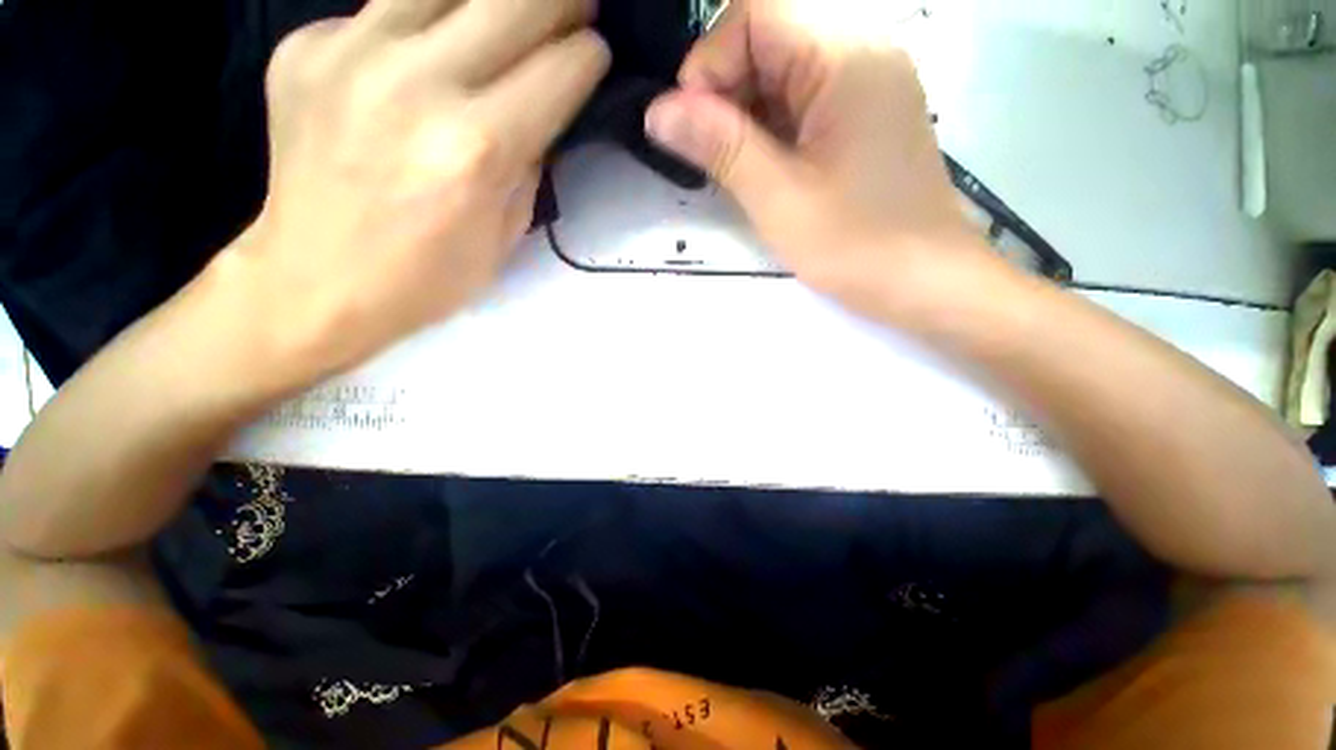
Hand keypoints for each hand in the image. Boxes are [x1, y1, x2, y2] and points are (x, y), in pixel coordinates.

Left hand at [225, 0, 608, 378]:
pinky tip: (429, 51)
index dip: (590, 54)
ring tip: (508, 19)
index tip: (595, 54)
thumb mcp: (508, 233)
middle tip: (572, 10)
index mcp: (477, 147)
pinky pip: (385, 7)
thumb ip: (532, 161)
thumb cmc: (428, 276)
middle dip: (560, 0)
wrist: (314, 281)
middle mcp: (418, 82)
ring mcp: (351, 52)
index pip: (560, 68)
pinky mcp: (307, 46)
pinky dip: (425, 20)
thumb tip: (545, 109)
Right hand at [645, 0, 1001, 323]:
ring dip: (746, 112)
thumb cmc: (855, 244)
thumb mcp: (778, 198)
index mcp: (846, 56)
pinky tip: (765, 167)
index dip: (708, 62)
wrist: (925, 280)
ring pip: (784, 70)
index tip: (689, 126)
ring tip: (735, 167)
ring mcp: (868, 82)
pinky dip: (772, 126)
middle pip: (770, 36)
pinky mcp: (865, 114)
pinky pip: (804, 98)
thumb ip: (720, 146)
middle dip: (725, 90)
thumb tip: (658, 111)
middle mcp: (863, 50)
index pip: (756, 13)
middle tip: (710, 153)